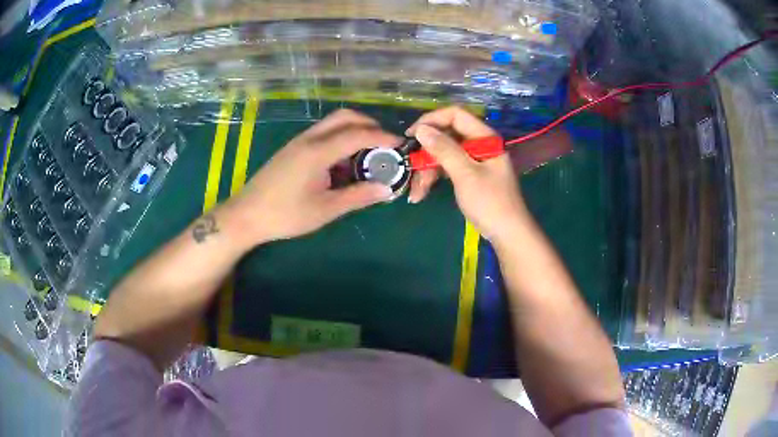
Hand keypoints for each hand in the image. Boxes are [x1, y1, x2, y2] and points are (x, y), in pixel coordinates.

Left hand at [221, 109, 398, 246]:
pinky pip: (322, 134)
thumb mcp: (326, 209)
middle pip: (344, 117)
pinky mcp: (293, 149)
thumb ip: (358, 196)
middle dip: (369, 124)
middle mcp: (309, 139)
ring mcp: (299, 141)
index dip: (383, 137)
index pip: (357, 134)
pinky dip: (339, 140)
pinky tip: (342, 164)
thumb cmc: (285, 215)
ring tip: (367, 155)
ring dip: (354, 131)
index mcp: (318, 151)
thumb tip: (388, 189)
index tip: (401, 144)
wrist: (247, 215)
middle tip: (385, 144)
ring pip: (332, 123)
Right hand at [406, 106, 529, 242]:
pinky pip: (448, 169)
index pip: (455, 115)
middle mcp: (480, 145)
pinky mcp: (470, 175)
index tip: (412, 135)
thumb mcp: (465, 174)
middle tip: (410, 167)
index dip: (432, 121)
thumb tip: (421, 129)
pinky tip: (421, 193)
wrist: (507, 235)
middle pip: (447, 136)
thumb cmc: (490, 203)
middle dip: (427, 153)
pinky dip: (435, 178)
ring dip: (427, 171)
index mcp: (485, 138)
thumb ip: (444, 149)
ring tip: (416, 192)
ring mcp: (475, 161)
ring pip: (444, 155)